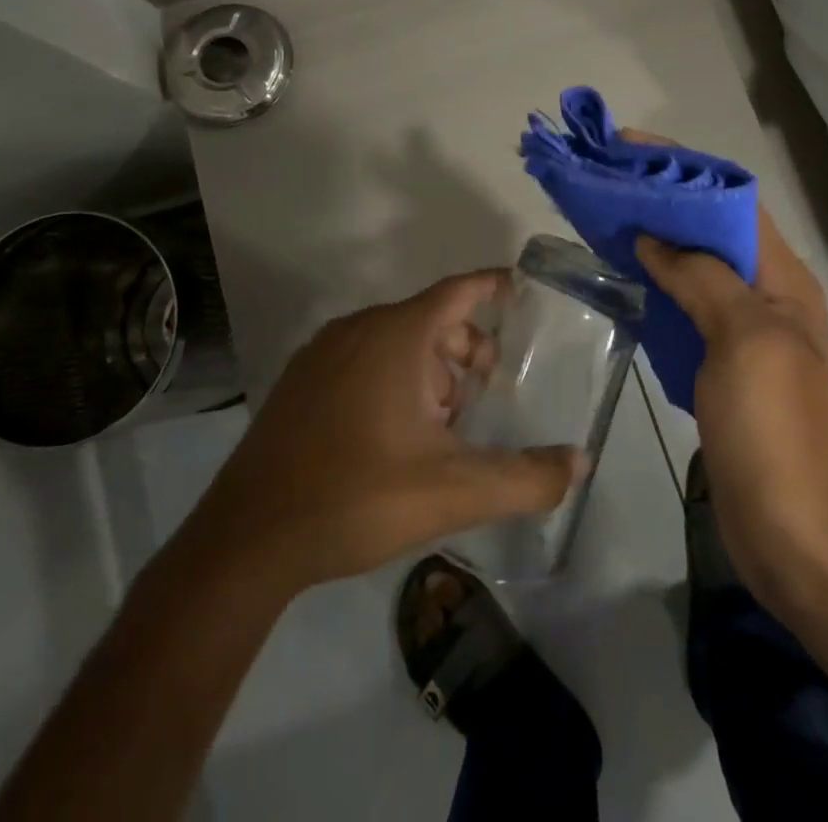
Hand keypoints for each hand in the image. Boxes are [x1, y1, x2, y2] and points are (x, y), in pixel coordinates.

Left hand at [175, 271, 584, 599]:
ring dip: (432, 368)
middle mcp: (358, 329)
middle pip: (431, 318)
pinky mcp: (300, 383)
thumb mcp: (454, 491)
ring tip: (445, 423)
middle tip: (486, 392)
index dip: (493, 286)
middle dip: (467, 347)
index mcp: (396, 336)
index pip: (458, 291)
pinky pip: (363, 359)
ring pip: (396, 340)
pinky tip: (396, 434)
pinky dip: (394, 377)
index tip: (521, 289)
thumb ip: (525, 477)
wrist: (247, 541)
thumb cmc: (358, 497)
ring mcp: (322, 354)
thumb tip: (580, 463)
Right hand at [623, 134, 827, 627]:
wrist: (807, 547)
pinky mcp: (723, 371)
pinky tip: (622, 283)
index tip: (626, 147)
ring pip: (695, 269)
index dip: (681, 167)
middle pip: (710, 229)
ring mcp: (746, 336)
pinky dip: (656, 289)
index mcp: (782, 279)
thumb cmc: (780, 436)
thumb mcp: (746, 342)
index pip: (731, 199)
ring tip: (602, 221)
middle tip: (603, 182)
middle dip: (661, 199)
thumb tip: (656, 237)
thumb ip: (702, 278)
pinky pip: (686, 311)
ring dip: (655, 242)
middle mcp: (767, 297)